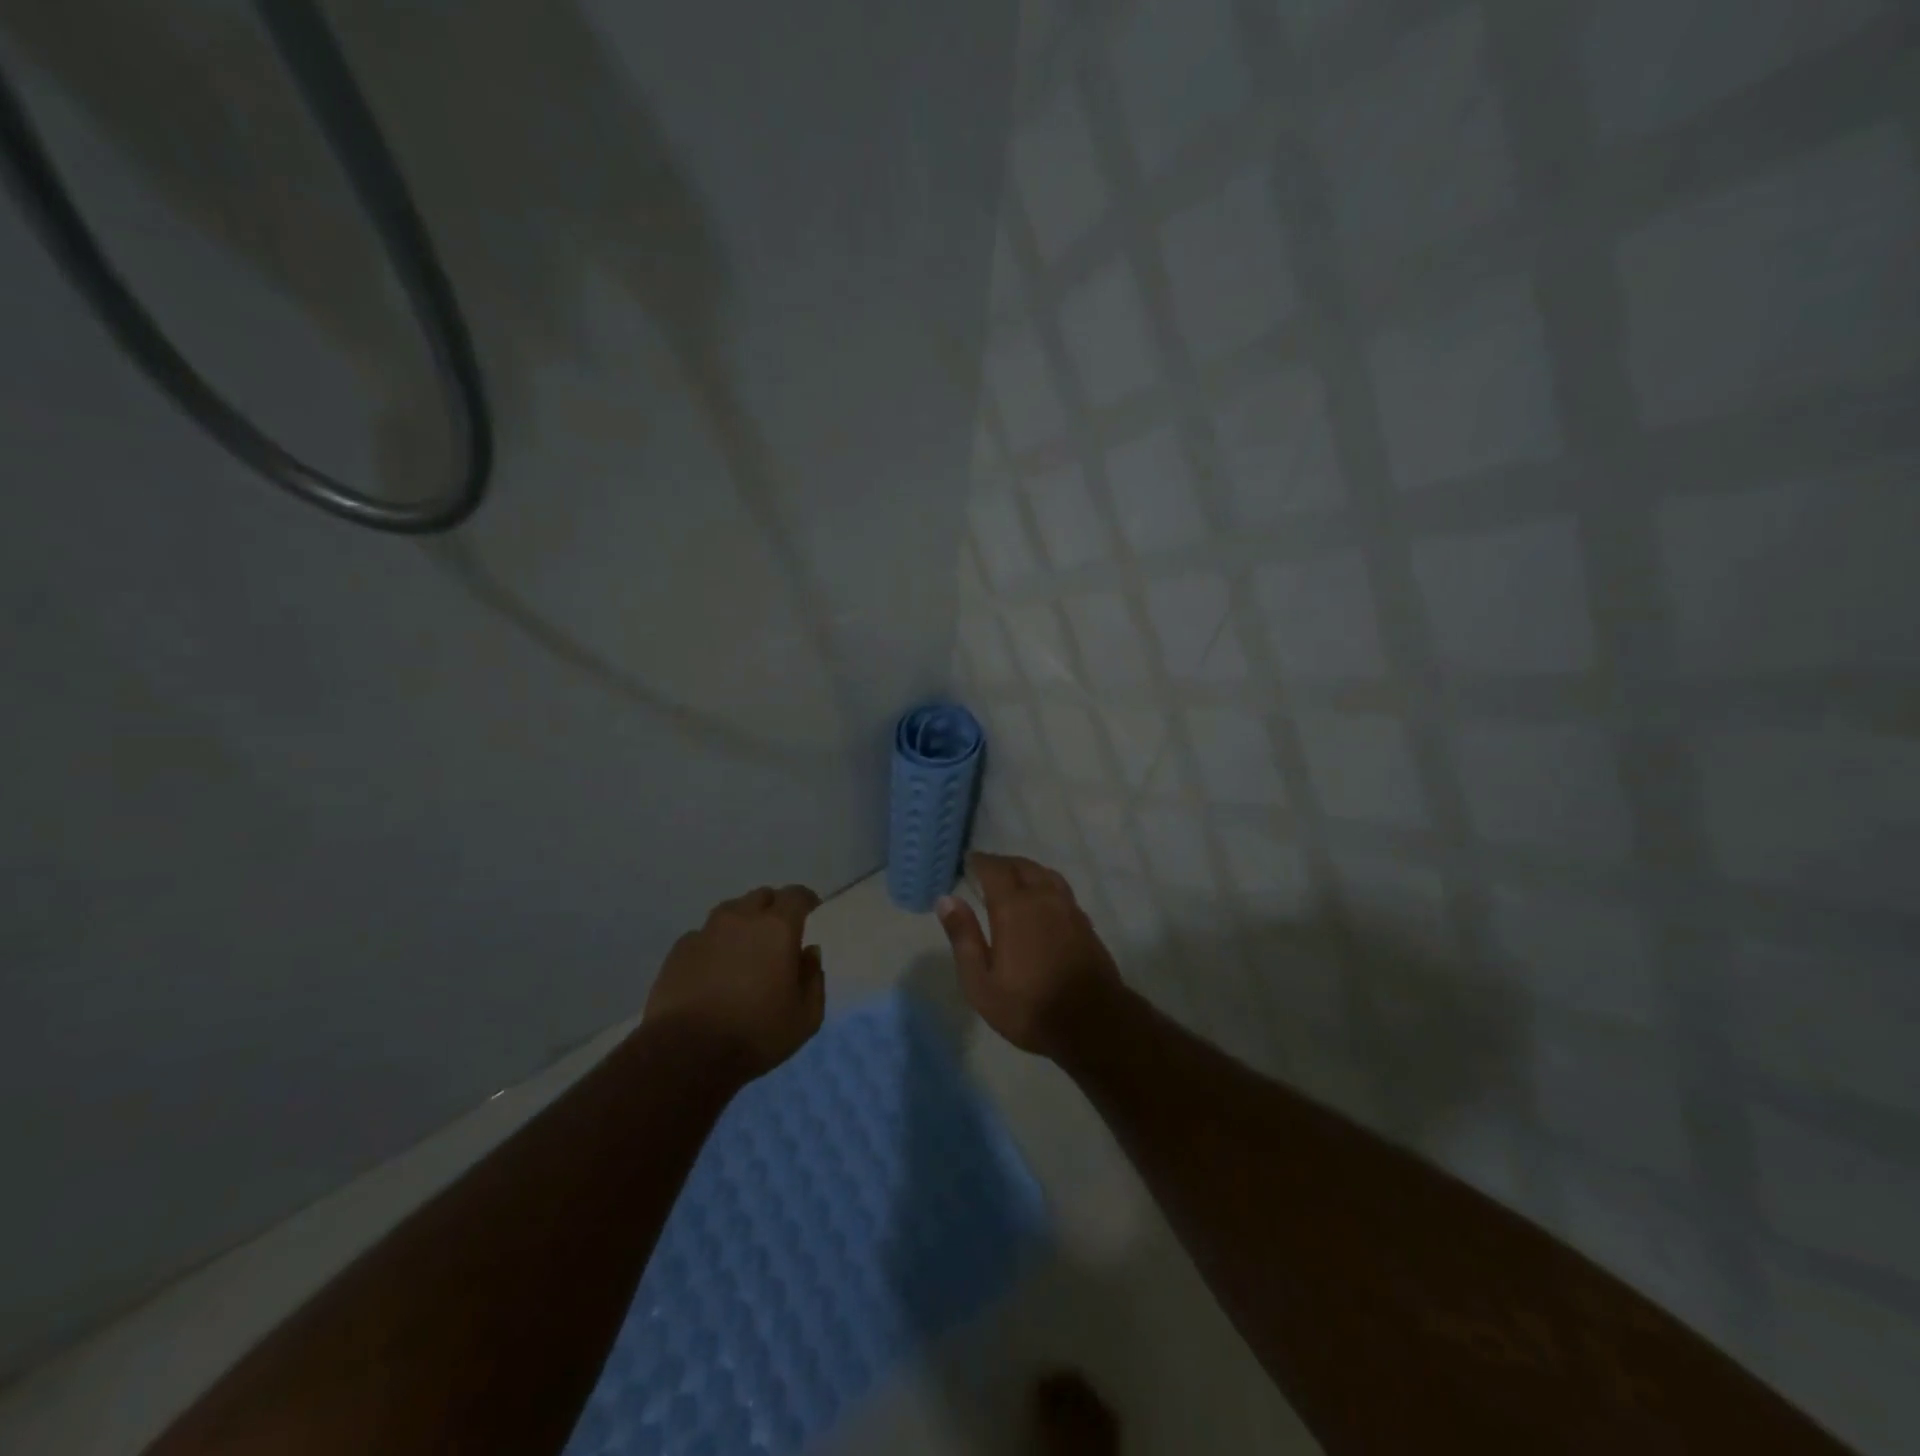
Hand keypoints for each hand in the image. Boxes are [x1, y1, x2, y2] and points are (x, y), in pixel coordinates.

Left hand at [645, 884, 824, 1080]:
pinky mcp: (679, 950)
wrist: (686, 1054)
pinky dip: (714, 944)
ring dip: (743, 922)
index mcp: (777, 928)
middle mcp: (741, 919)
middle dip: (774, 908)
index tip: (811, 910)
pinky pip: (703, 935)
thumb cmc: (755, 1034)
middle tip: (778, 933)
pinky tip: (714, 968)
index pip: (796, 895)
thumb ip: (813, 979)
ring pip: (730, 912)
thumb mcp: (805, 1017)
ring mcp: (706, 932)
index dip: (806, 900)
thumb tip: (809, 953)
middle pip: (761, 897)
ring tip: (744, 948)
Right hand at [935, 852, 1122, 1058]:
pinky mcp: (1085, 922)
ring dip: (1026, 870)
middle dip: (1002, 864)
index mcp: (1014, 907)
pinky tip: (1041, 901)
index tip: (968, 861)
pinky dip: (1044, 884)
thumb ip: (964, 937)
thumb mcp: (981, 982)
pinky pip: (1060, 889)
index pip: (995, 869)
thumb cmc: (1029, 1006)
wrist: (1092, 1023)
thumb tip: (946, 900)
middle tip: (986, 869)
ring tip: (1013, 879)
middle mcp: (1043, 897)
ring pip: (1045, 874)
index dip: (980, 862)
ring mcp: (1068, 908)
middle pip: (1022, 866)